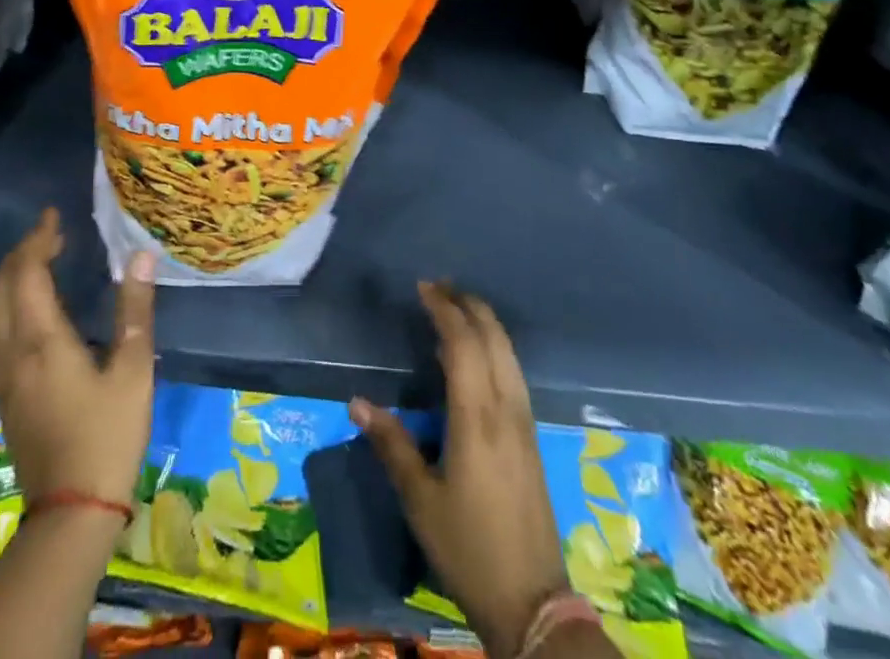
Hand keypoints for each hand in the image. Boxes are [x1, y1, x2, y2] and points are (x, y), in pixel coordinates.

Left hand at [0, 208, 155, 509]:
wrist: (71, 511)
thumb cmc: (107, 435)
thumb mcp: (133, 369)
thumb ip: (135, 309)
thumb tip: (141, 256)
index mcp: (42, 339)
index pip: (27, 273)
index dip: (38, 239)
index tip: (55, 216)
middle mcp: (12, 351)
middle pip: (1, 287)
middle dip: (20, 253)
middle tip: (50, 233)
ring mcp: (2, 375)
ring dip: (9, 277)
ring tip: (38, 260)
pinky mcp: (2, 394)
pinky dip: (4, 303)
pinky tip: (26, 307)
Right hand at [351, 283, 565, 658]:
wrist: (532, 601)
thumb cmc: (468, 547)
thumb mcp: (420, 499)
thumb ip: (391, 444)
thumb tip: (357, 402)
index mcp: (477, 417)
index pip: (463, 343)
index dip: (444, 309)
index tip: (423, 288)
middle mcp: (506, 408)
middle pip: (493, 337)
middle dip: (467, 304)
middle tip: (438, 288)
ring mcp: (524, 421)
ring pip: (508, 352)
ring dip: (483, 323)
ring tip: (454, 310)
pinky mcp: (532, 436)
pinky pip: (513, 371)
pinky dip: (493, 348)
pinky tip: (473, 359)